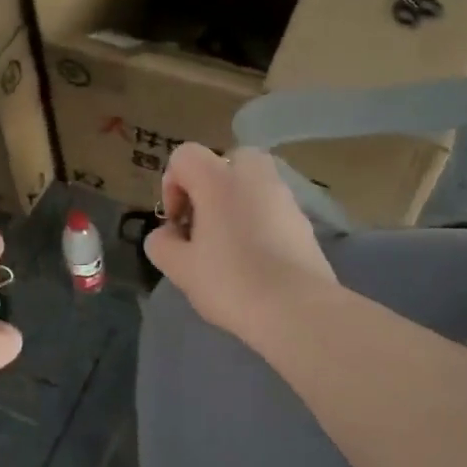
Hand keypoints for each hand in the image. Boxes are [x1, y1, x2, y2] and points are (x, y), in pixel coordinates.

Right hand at [143, 144, 338, 344]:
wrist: (298, 310)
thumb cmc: (231, 282)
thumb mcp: (179, 268)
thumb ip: (161, 244)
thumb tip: (167, 235)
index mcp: (219, 180)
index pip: (185, 155)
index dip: (171, 185)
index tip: (176, 223)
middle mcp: (255, 177)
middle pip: (226, 160)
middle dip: (210, 186)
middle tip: (203, 223)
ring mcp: (285, 198)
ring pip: (252, 185)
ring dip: (235, 204)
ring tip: (228, 247)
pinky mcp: (304, 222)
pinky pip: (272, 209)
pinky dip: (259, 222)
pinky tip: (255, 261)